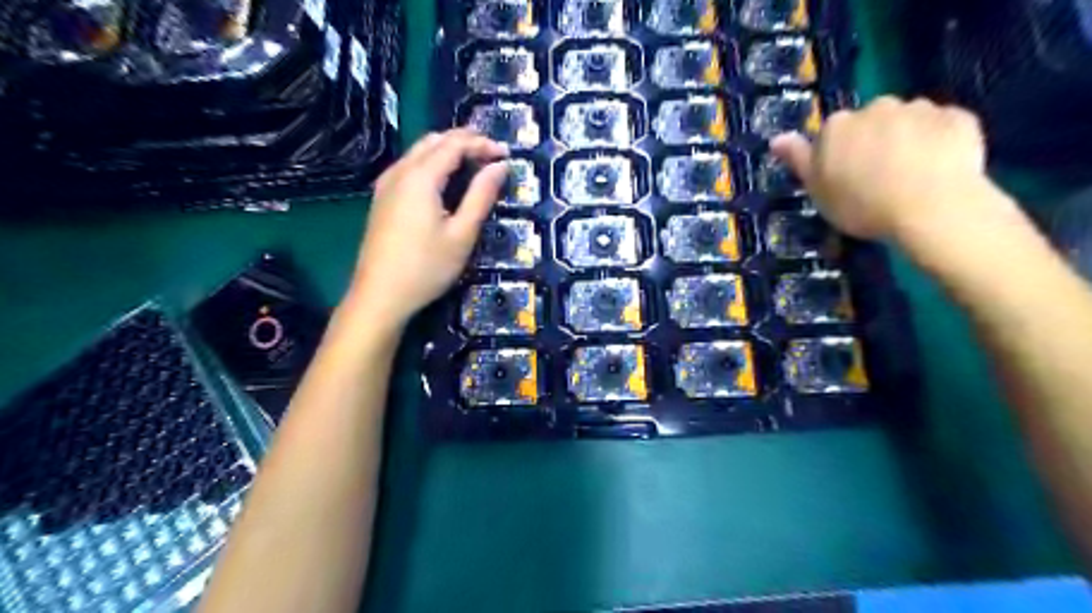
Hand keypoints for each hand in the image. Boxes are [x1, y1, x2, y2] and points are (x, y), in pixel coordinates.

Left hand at [343, 127, 508, 328]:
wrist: (380, 296)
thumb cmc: (426, 268)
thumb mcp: (462, 234)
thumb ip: (482, 196)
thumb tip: (501, 166)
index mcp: (420, 177)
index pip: (454, 144)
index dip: (482, 144)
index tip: (507, 154)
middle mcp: (400, 171)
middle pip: (434, 140)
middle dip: (465, 141)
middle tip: (492, 156)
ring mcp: (386, 184)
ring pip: (419, 151)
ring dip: (447, 150)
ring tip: (474, 164)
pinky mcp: (381, 198)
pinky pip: (409, 165)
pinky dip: (432, 162)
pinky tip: (444, 181)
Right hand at [771, 96, 996, 237]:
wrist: (930, 207)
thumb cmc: (861, 204)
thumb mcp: (817, 189)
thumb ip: (798, 160)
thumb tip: (776, 138)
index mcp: (837, 125)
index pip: (832, 134)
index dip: (839, 156)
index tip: (845, 179)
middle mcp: (876, 107)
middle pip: (871, 122)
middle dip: (874, 141)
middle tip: (878, 178)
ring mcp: (920, 109)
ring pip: (908, 121)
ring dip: (907, 140)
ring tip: (912, 175)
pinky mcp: (959, 117)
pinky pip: (943, 127)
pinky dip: (940, 141)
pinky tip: (940, 168)